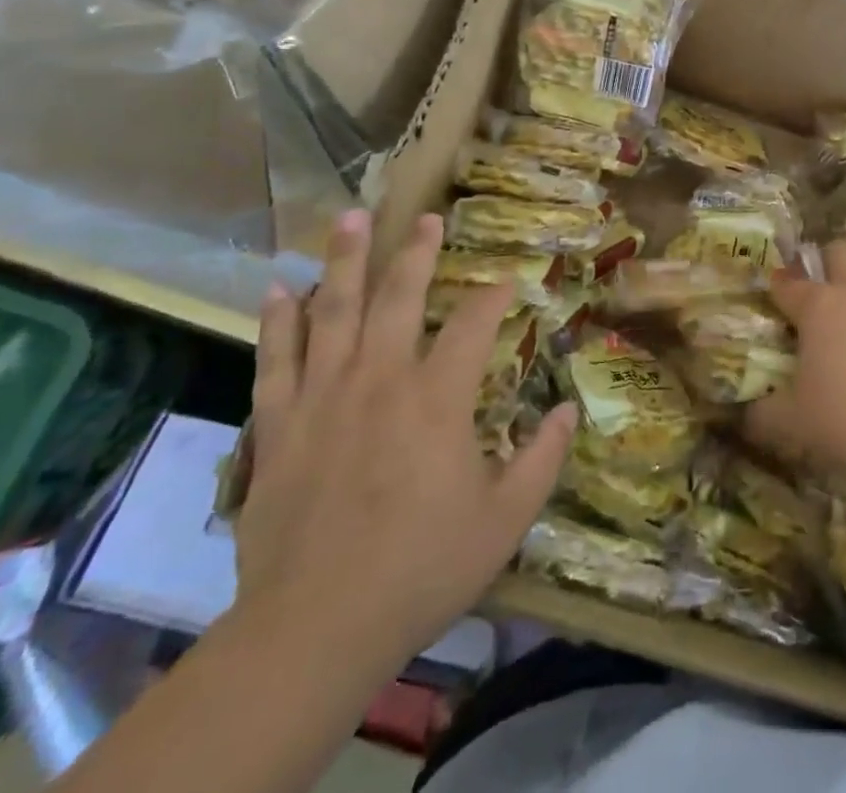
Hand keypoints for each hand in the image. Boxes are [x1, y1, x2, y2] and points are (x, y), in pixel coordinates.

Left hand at [236, 209, 576, 684]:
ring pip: (333, 311)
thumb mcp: (505, 520)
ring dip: (342, 261)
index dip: (494, 297)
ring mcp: (324, 396)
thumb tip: (570, 411)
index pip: (475, 324)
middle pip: (399, 297)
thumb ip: (543, 459)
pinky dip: (276, 321)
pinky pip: (276, 359)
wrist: (316, 628)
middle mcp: (381, 379)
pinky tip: (275, 287)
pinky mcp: (280, 424)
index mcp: (438, 397)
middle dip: (416, 252)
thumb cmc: (421, 569)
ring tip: (349, 217)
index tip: (507, 282)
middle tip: (425, 217)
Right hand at [746, 240, 845, 481]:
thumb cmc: (841, 419)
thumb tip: (749, 415)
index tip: (775, 290)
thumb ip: (765, 412)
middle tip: (824, 282)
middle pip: (843, 252)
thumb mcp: (790, 420)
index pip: (789, 283)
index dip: (779, 285)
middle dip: (830, 259)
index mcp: (817, 306)